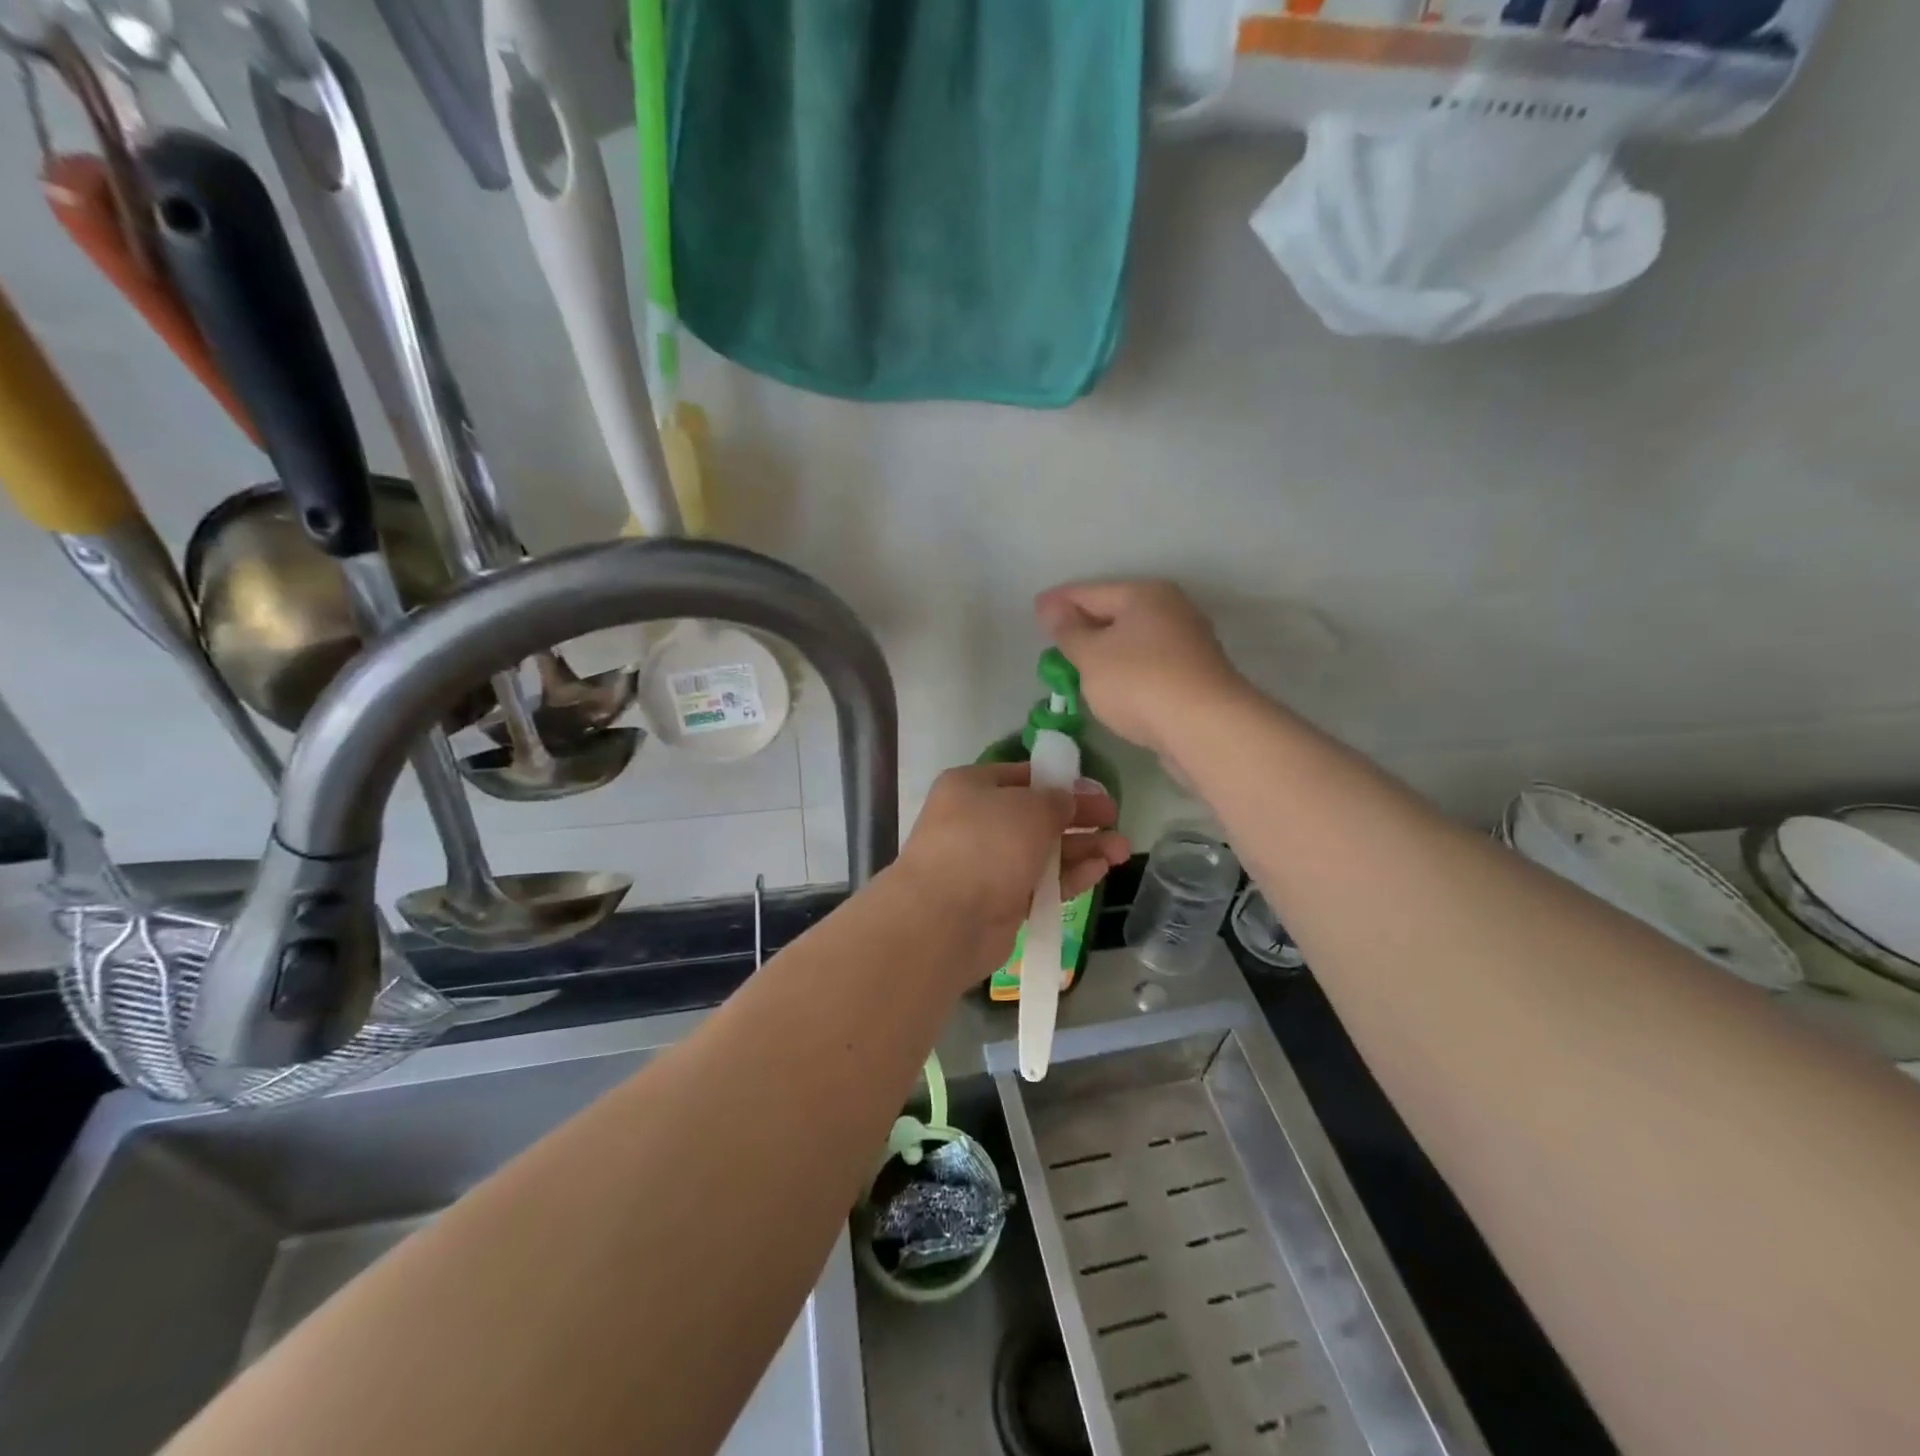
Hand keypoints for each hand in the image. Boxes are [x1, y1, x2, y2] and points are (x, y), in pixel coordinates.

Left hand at [893, 763, 1129, 984]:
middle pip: (1037, 815)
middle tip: (1116, 820)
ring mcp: (987, 864)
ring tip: (1121, 851)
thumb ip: (1056, 801)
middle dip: (1079, 819)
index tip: (1096, 792)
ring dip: (1082, 849)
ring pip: (1043, 852)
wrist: (944, 918)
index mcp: (971, 787)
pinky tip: (1099, 871)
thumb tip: (1066, 801)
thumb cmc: (986, 844)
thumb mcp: (1029, 807)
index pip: (1023, 776)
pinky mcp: (1000, 901)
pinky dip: (1068, 876)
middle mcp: (976, 822)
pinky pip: (1040, 883)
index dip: (1062, 782)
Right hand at [1035, 580, 1245, 756]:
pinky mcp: (1195, 678)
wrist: (1206, 729)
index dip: (1059, 601)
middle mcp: (1172, 611)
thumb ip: (1068, 631)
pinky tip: (1112, 689)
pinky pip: (1148, 666)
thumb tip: (1052, 608)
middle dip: (1084, 626)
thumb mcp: (1090, 655)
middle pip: (1116, 613)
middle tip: (1053, 641)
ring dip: (1106, 652)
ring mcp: (1188, 644)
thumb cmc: (1139, 683)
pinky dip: (1125, 672)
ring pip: (1133, 642)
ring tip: (1077, 667)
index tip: (1035, 609)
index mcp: (1145, 595)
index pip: (1091, 591)